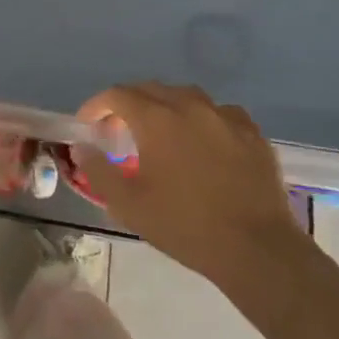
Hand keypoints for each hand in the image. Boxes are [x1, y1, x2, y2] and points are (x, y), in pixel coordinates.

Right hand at [73, 83, 306, 295]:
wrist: (257, 249)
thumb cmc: (185, 225)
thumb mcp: (128, 204)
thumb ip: (97, 170)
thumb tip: (81, 147)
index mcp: (157, 119)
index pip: (117, 95)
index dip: (96, 105)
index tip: (88, 125)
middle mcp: (191, 106)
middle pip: (150, 89)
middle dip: (128, 103)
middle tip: (117, 130)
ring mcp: (226, 117)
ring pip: (186, 96)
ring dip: (165, 107)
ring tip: (159, 132)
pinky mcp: (253, 134)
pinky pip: (219, 113)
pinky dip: (201, 119)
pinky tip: (201, 140)